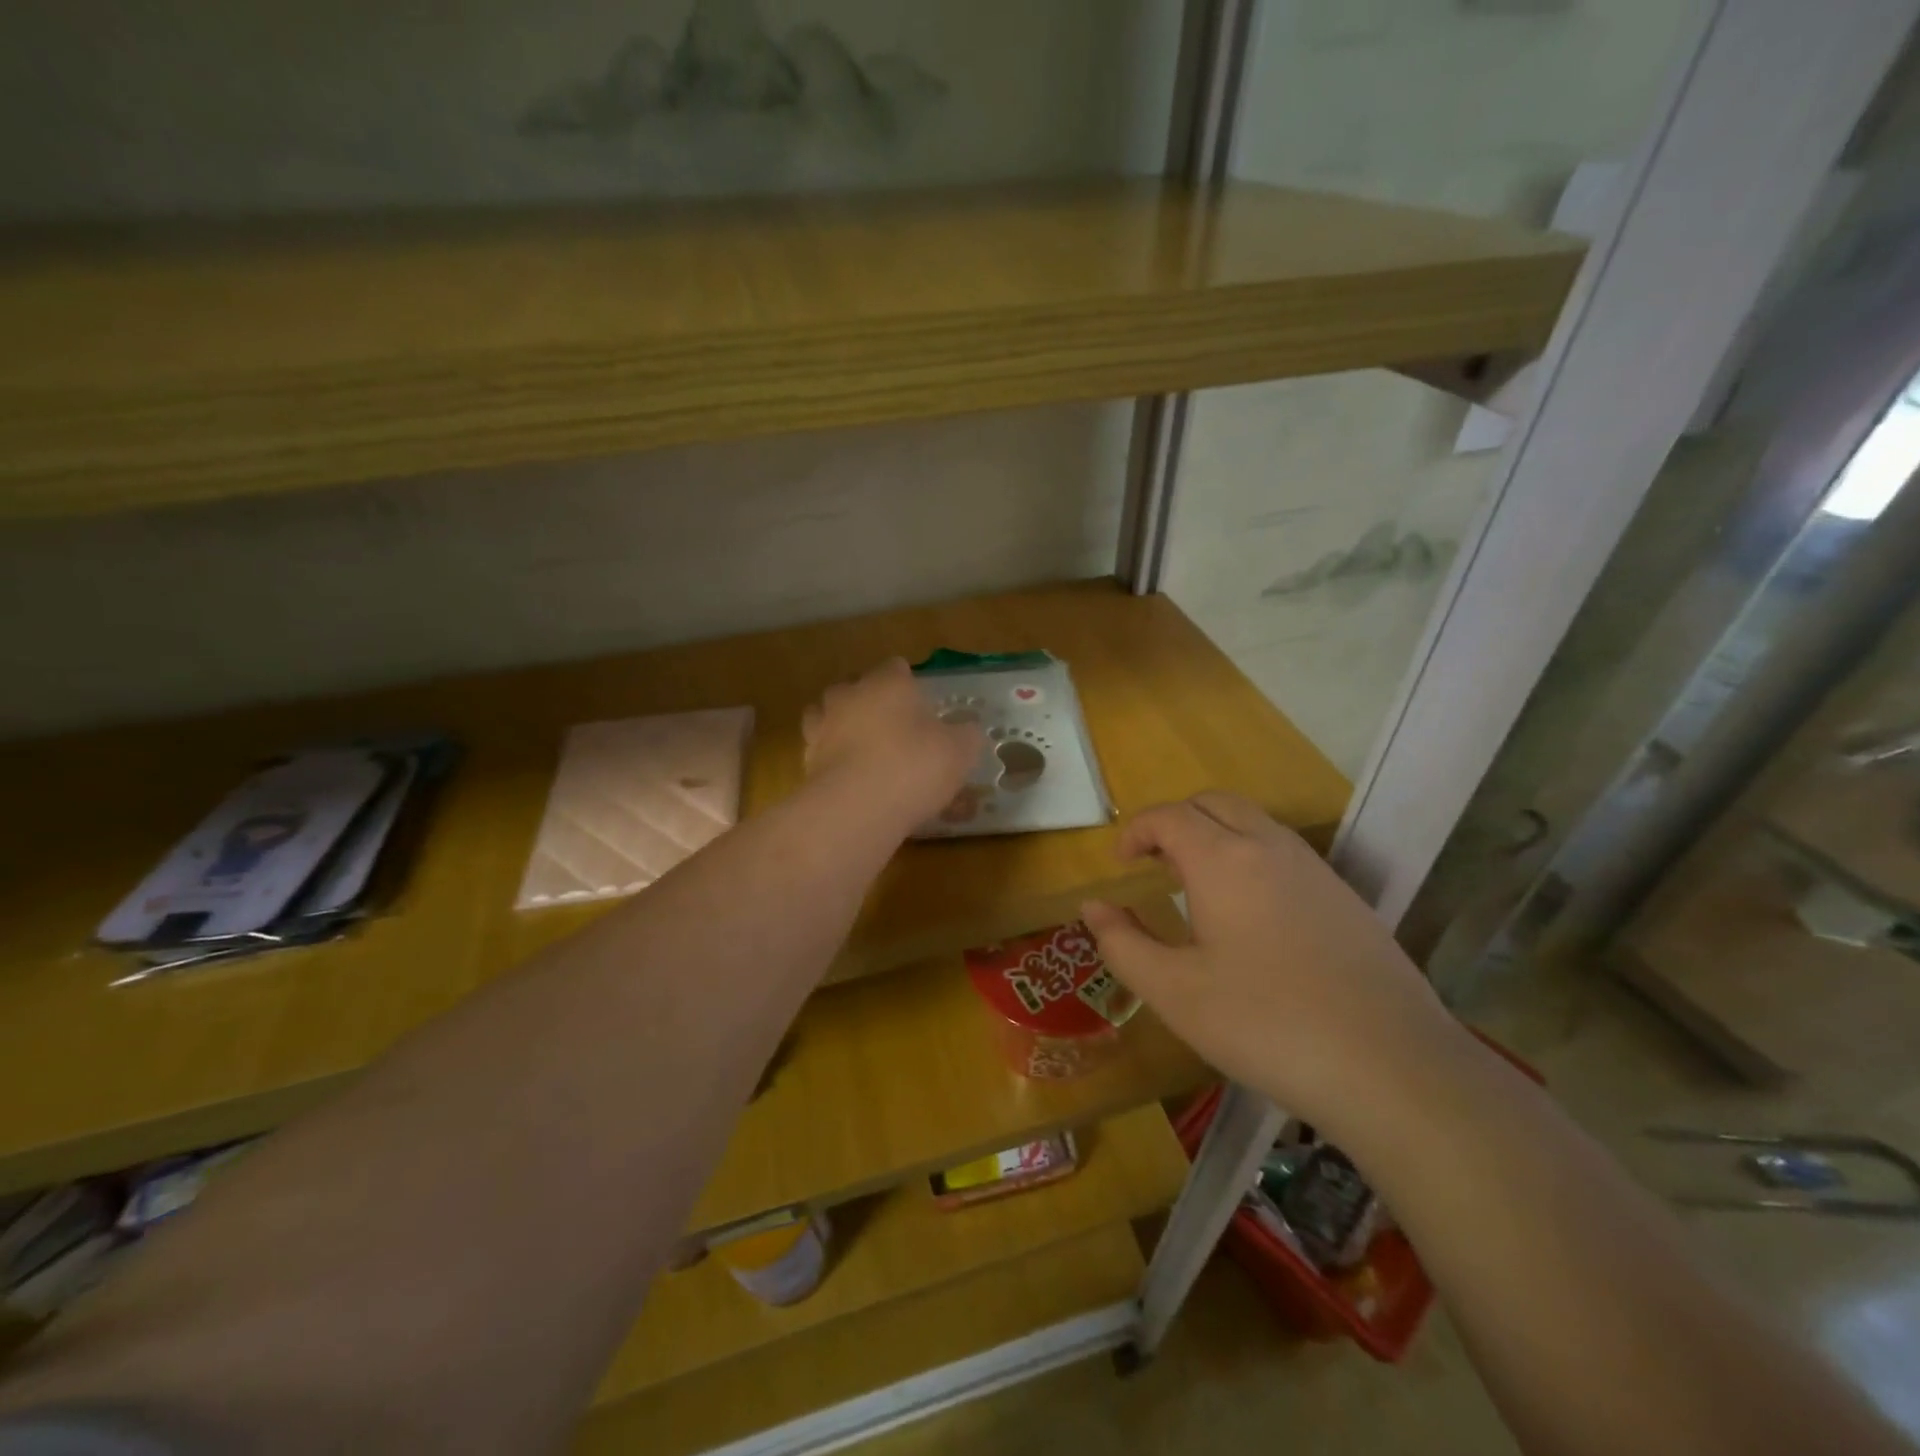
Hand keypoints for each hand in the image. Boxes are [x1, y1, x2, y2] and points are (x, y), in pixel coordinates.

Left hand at [802, 659, 984, 828]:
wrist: (857, 808)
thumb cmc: (915, 766)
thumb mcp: (960, 751)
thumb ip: (966, 735)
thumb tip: (967, 731)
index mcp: (888, 683)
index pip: (896, 667)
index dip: (908, 681)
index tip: (921, 701)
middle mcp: (850, 696)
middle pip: (855, 688)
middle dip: (870, 702)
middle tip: (893, 727)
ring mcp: (822, 728)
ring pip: (827, 716)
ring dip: (843, 728)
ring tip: (863, 751)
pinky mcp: (807, 762)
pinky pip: (822, 753)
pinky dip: (833, 761)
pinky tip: (851, 781)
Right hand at [1080, 793, 1463, 1130]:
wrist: (1392, 1066)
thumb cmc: (1265, 1024)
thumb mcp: (1175, 993)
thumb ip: (1123, 944)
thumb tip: (1093, 908)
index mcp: (1223, 860)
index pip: (1169, 816)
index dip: (1136, 831)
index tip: (1120, 864)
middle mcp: (1270, 847)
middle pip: (1214, 803)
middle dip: (1175, 821)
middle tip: (1154, 863)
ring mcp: (1315, 870)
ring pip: (1255, 823)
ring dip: (1216, 835)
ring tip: (1196, 885)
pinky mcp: (1346, 898)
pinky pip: (1285, 853)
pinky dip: (1251, 858)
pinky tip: (1251, 916)